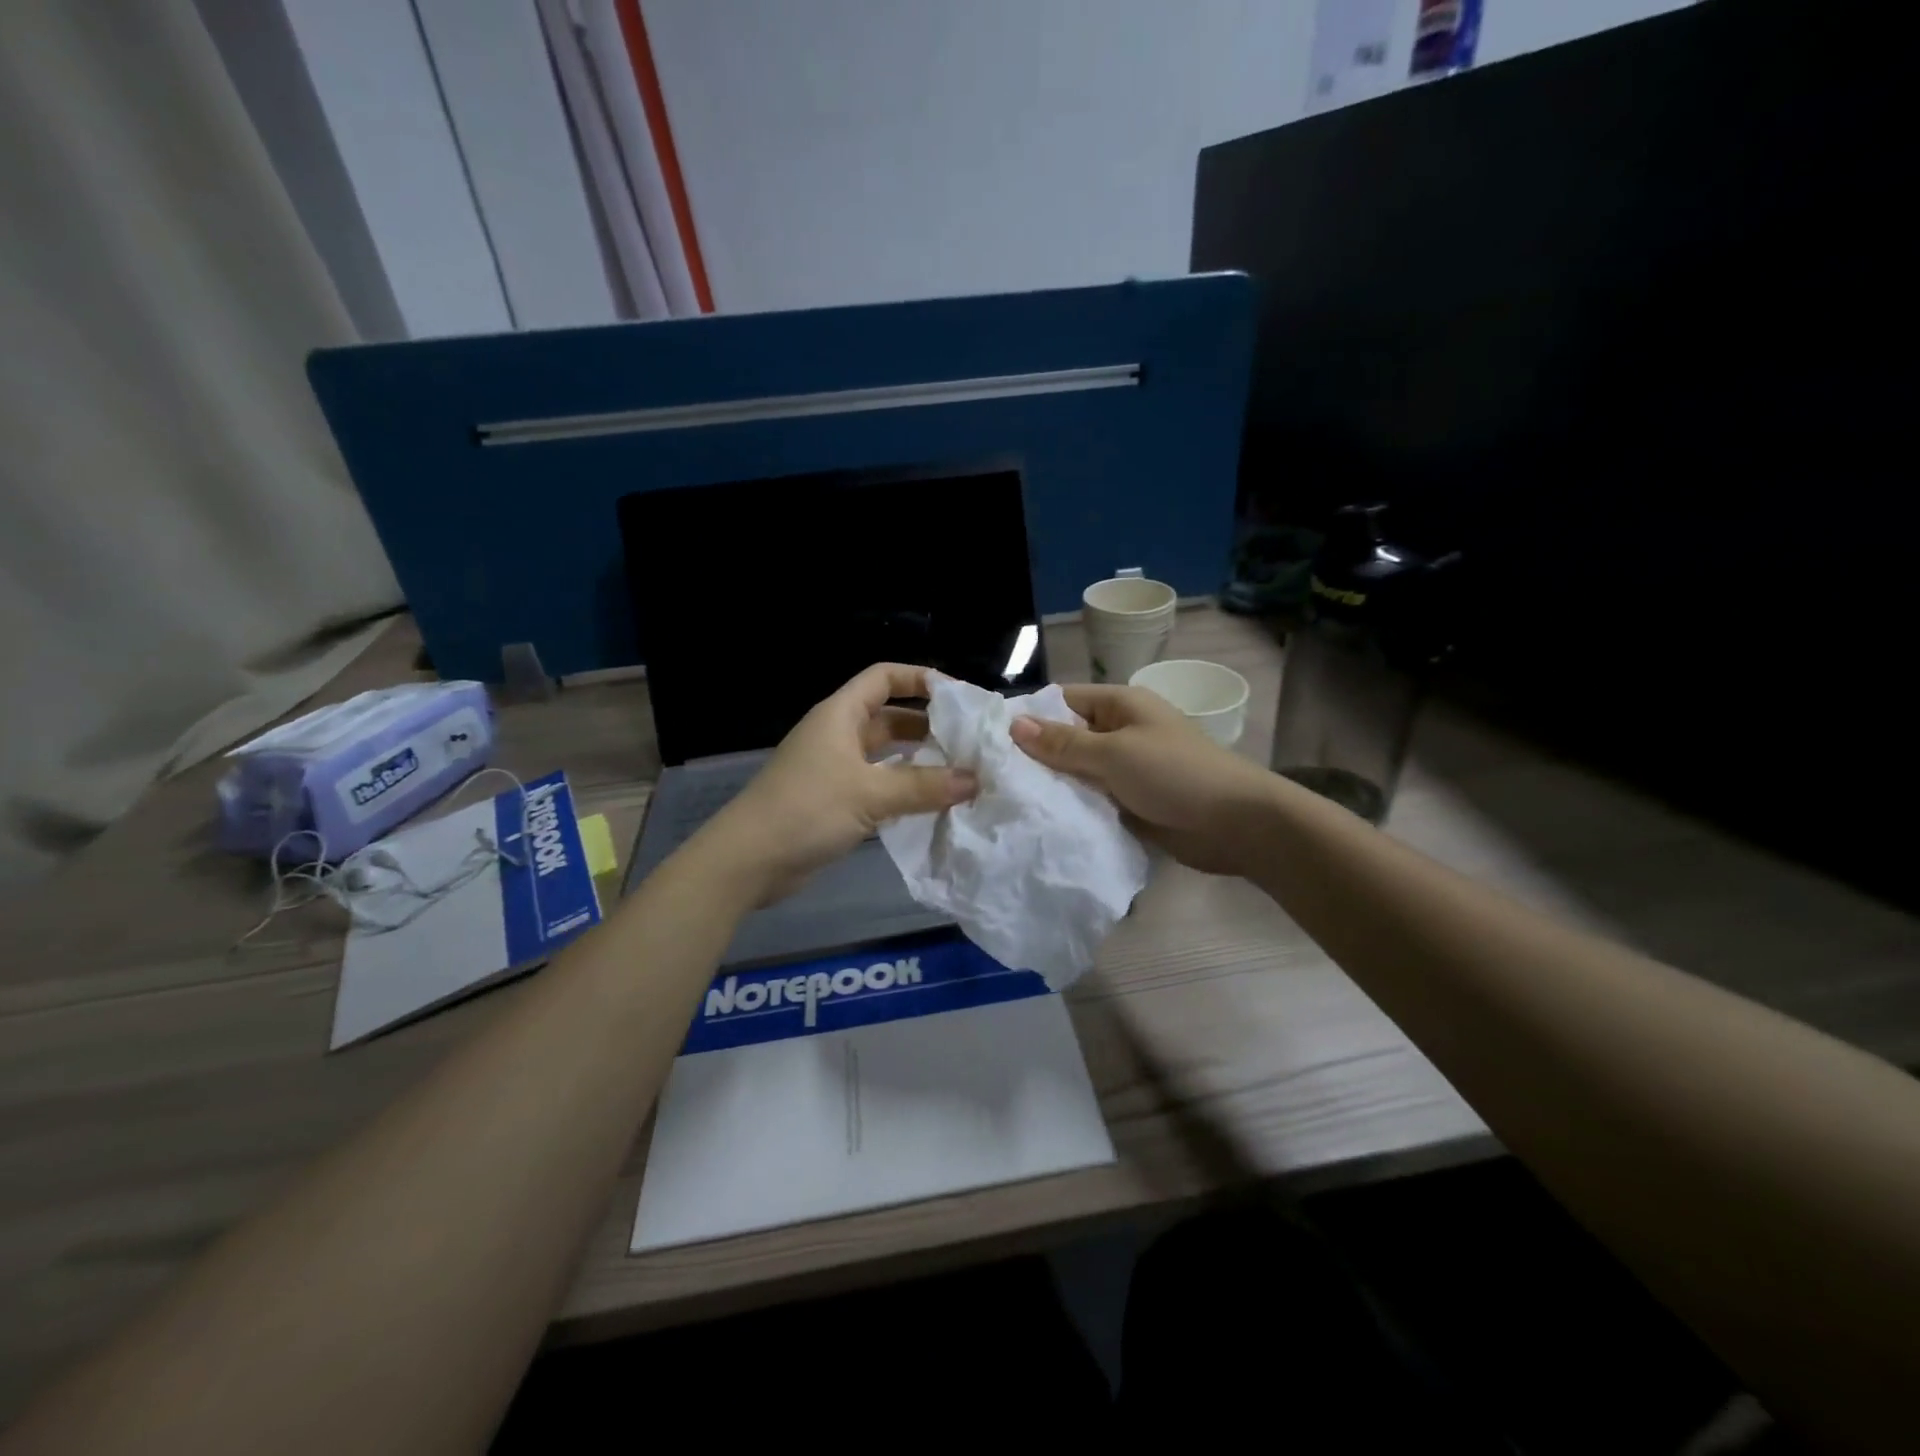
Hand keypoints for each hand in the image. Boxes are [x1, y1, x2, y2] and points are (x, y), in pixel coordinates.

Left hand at [697, 663, 976, 903]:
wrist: (749, 861)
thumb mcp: (870, 793)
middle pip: (891, 718)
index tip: (959, 697)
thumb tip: (975, 780)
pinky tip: (934, 805)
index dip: (920, 679)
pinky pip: (880, 787)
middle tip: (971, 743)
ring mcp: (836, 770)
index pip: (884, 678)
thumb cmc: (807, 809)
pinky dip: (905, 791)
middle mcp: (838, 735)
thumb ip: (924, 786)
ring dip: (921, 763)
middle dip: (929, 727)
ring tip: (962, 774)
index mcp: (840, 715)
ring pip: (887, 756)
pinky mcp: (836, 802)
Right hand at [1009, 685, 1278, 876]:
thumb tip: (1014, 724)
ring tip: (1005, 799)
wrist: (1236, 824)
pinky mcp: (1131, 802)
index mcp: (1121, 706)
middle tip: (989, 775)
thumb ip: (1064, 744)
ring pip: (1078, 772)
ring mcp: (1126, 769)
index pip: (1064, 702)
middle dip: (1036, 755)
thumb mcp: (1115, 753)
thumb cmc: (1175, 774)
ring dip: (1053, 785)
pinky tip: (1040, 820)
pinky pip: (1093, 798)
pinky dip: (1072, 807)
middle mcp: (1121, 732)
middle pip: (1068, 738)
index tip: (989, 738)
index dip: (1030, 716)